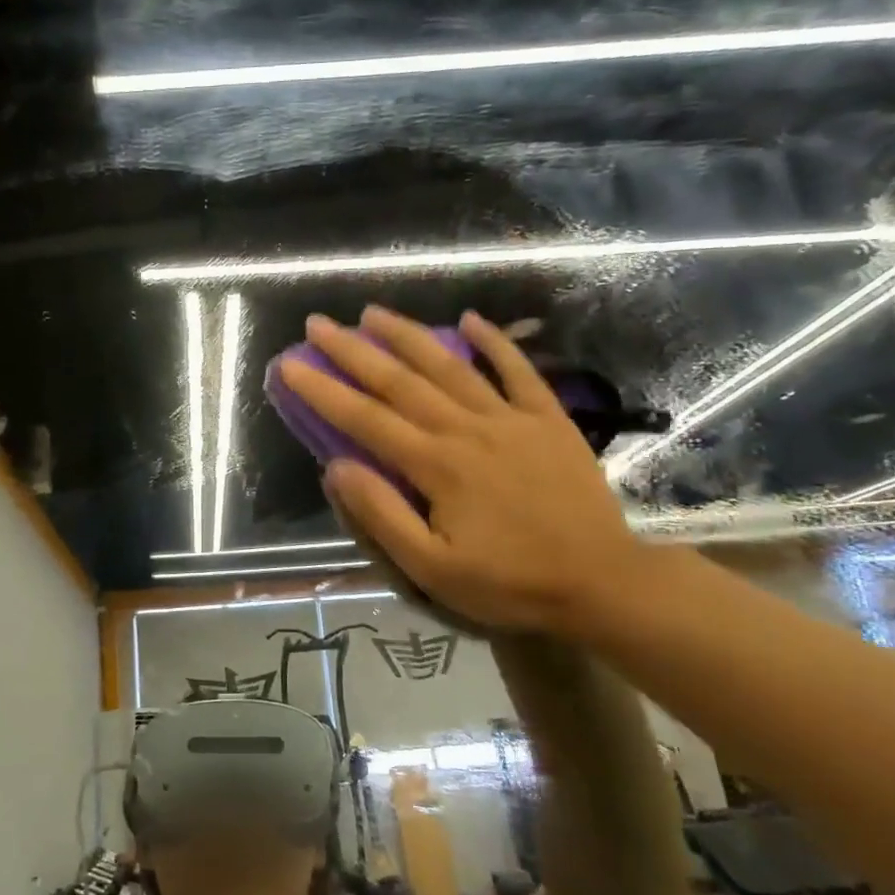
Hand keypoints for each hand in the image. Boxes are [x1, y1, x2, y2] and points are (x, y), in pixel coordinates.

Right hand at [280, 306, 646, 637]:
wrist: (603, 582)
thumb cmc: (511, 583)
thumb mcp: (433, 570)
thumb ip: (382, 516)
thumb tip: (336, 468)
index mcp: (436, 465)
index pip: (365, 419)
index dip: (323, 390)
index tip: (290, 365)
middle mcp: (466, 429)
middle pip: (400, 381)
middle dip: (353, 351)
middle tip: (318, 324)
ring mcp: (511, 418)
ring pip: (450, 366)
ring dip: (408, 335)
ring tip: (373, 312)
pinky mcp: (548, 419)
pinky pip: (518, 370)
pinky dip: (495, 342)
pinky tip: (470, 319)